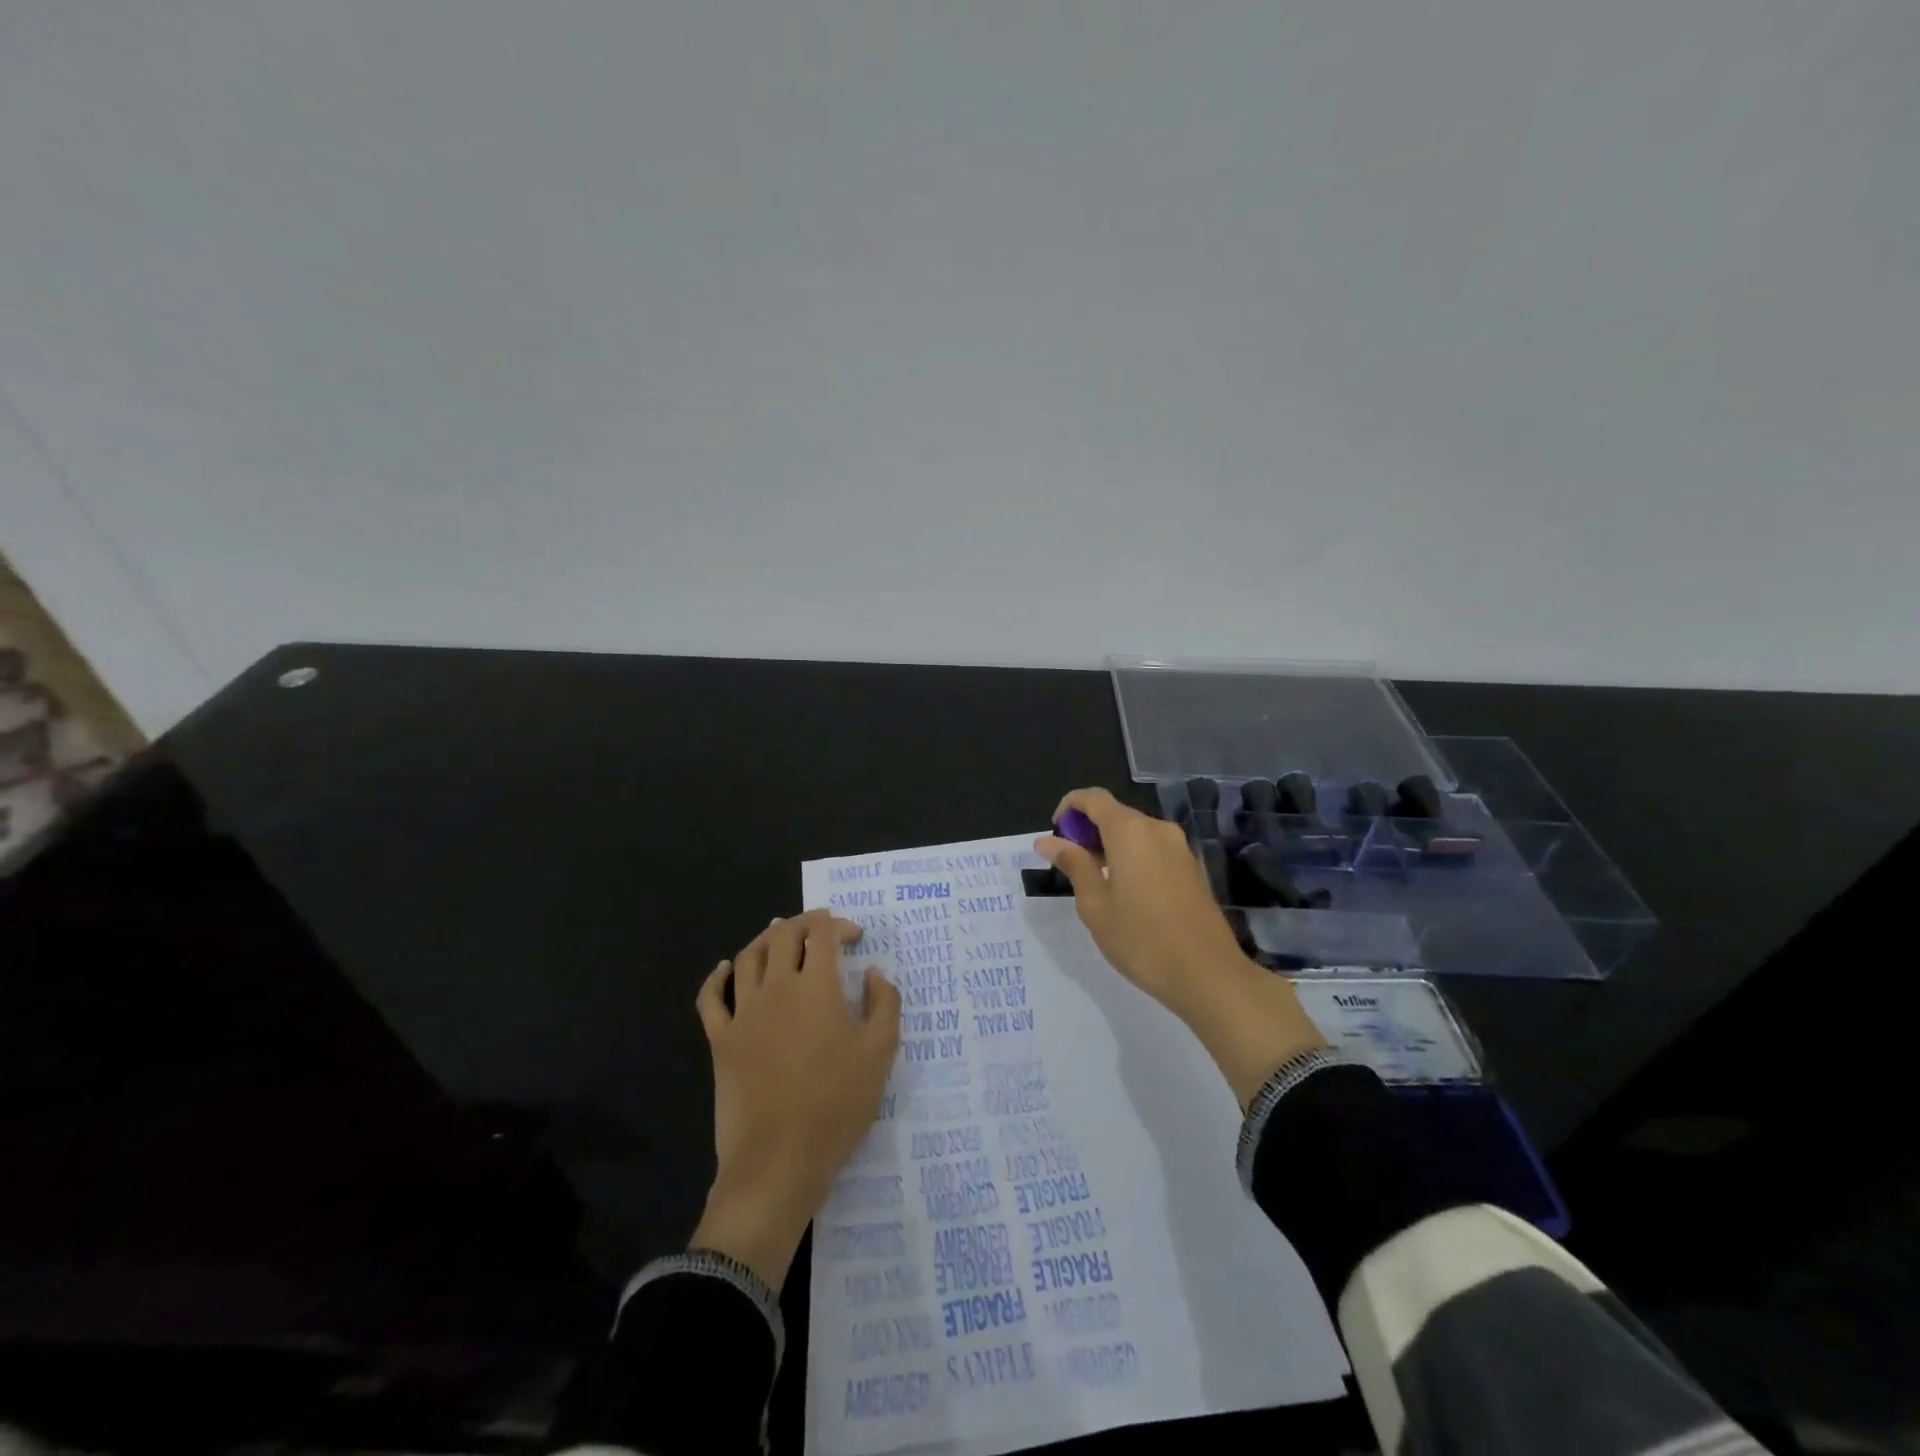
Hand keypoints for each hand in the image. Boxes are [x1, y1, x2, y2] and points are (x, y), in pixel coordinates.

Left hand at [690, 909, 901, 1286]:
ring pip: (748, 957)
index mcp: (816, 986)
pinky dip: (717, 976)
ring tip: (779, 935)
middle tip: (821, 929)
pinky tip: (726, 968)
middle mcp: (776, 988)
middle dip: (805, 923)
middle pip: (784, 936)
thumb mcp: (880, 1053)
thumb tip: (873, 973)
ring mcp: (742, 1013)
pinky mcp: (720, 1040)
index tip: (855, 937)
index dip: (839, 925)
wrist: (778, 1161)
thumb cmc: (836, 1105)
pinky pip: (711, 997)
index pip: (822, 933)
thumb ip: (884, 1004)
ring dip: (766, 939)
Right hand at [1037, 788, 1325, 1106]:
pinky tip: (1126, 894)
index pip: (1092, 798)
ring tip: (1095, 883)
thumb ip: (1073, 864)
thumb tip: (1047, 841)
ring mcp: (1180, 847)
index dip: (1068, 808)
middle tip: (1070, 866)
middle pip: (1115, 813)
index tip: (1055, 836)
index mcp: (1130, 831)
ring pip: (1135, 832)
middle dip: (1088, 830)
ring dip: (1110, 845)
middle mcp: (1157, 829)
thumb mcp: (1095, 904)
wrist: (1208, 975)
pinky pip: (1154, 849)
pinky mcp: (1192, 868)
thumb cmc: (1141, 939)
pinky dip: (1132, 857)